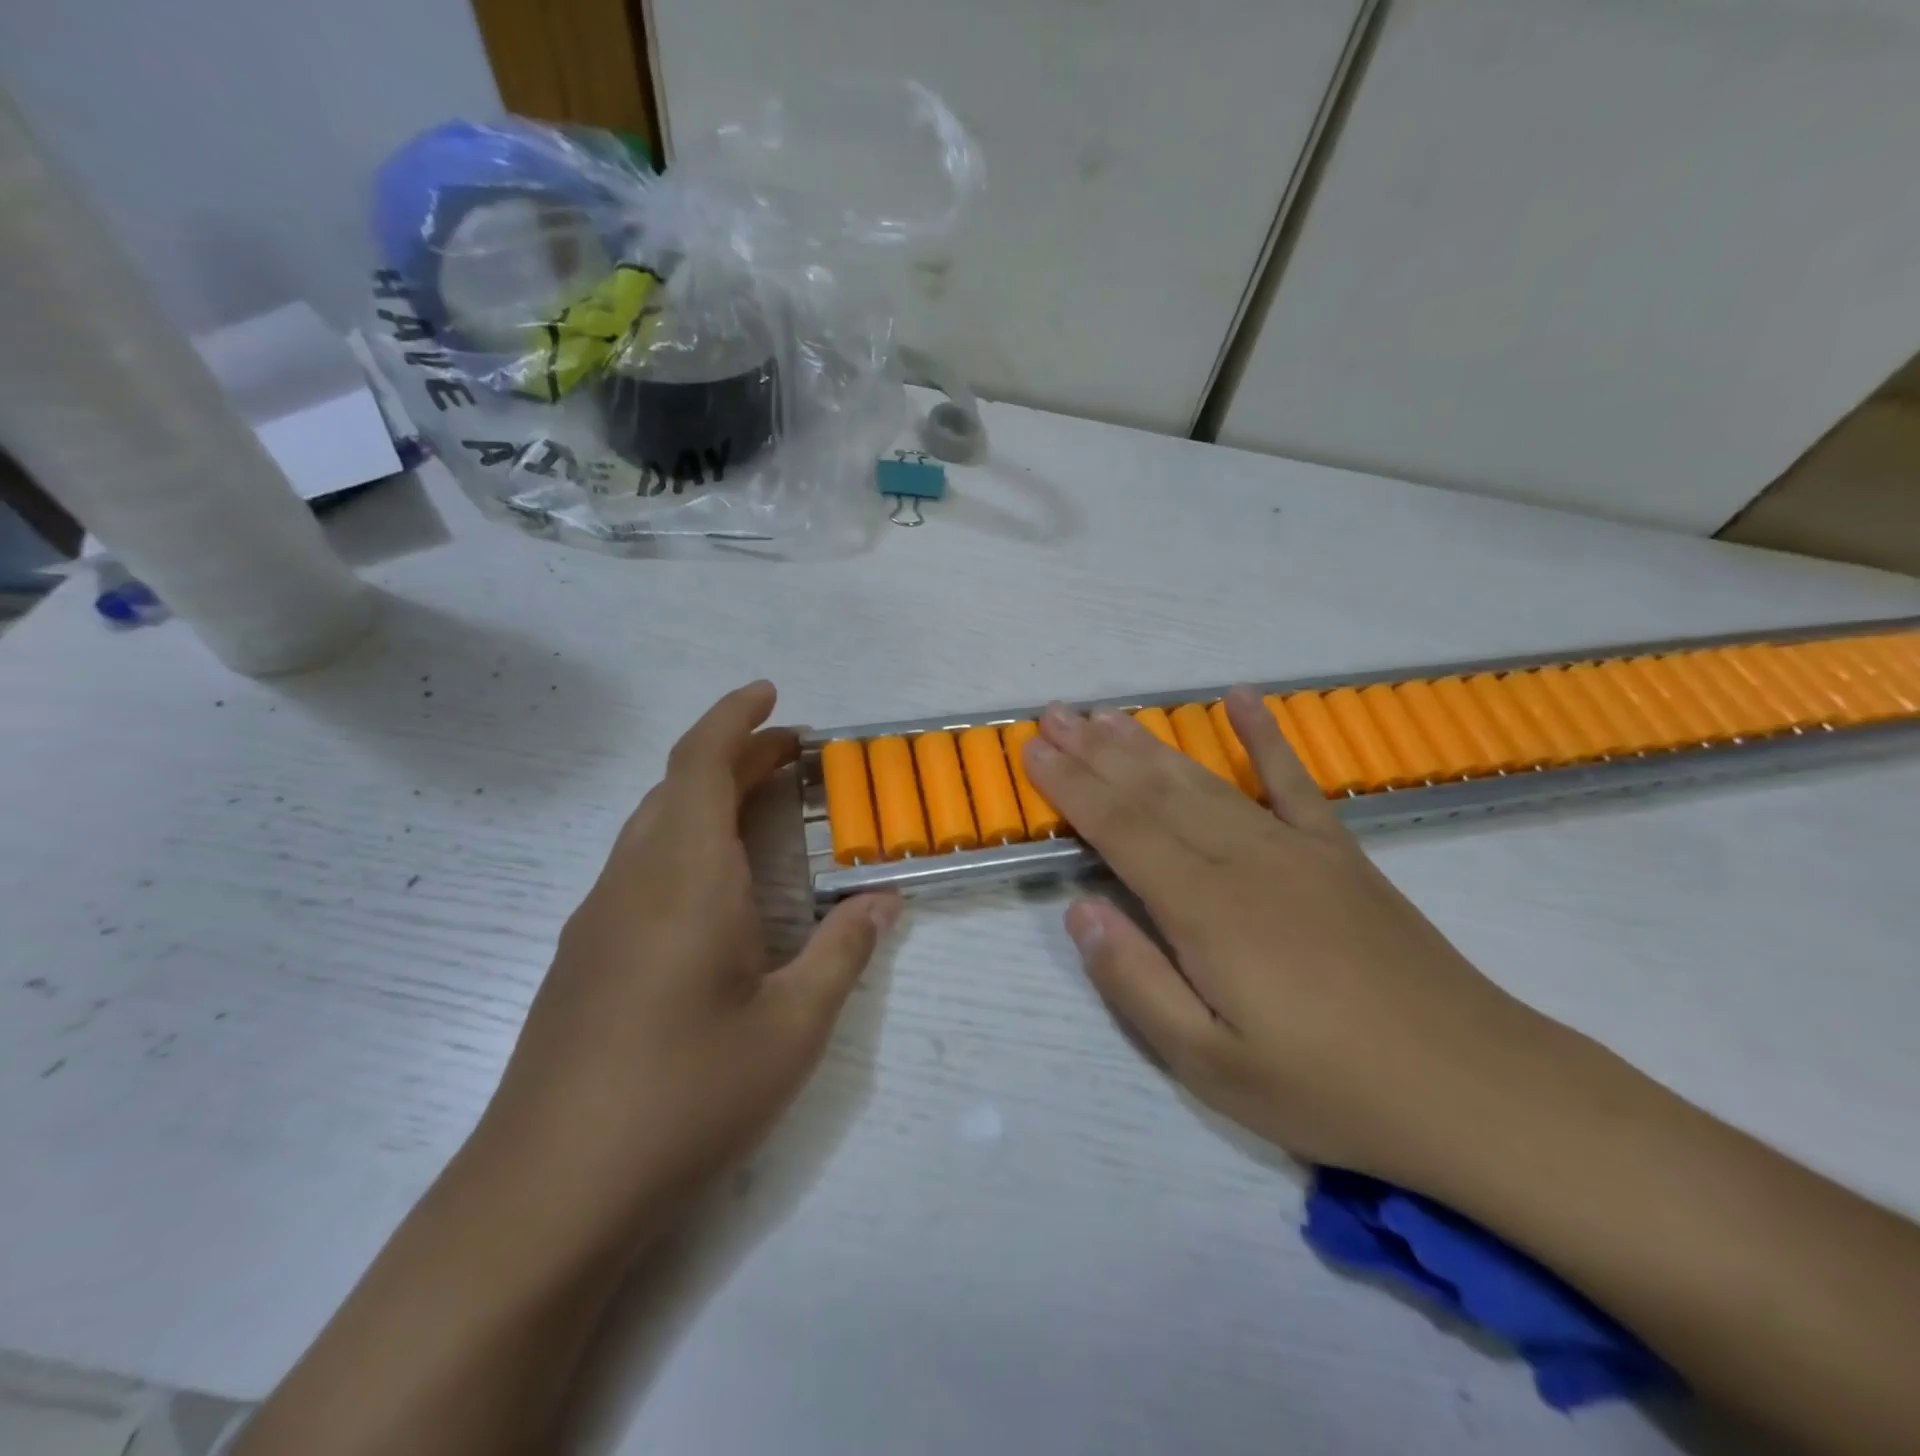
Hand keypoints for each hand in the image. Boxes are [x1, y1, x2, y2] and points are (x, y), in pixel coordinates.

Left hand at [475, 681, 899, 1257]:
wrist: (547, 1194)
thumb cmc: (685, 1096)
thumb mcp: (791, 1028)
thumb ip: (842, 953)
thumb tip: (886, 901)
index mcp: (685, 879)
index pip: (699, 764)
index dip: (734, 719)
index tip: (772, 694)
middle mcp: (633, 882)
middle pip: (678, 788)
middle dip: (735, 756)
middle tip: (793, 758)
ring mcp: (597, 921)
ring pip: (653, 827)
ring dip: (707, 799)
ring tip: (762, 810)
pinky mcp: (581, 959)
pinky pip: (638, 868)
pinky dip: (684, 844)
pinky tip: (714, 892)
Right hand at [1023, 690, 1550, 1189]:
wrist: (1475, 1088)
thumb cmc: (1328, 1088)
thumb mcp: (1211, 1065)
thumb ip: (1136, 982)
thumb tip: (1079, 910)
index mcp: (1206, 909)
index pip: (1120, 829)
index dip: (1071, 786)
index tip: (1033, 751)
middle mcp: (1244, 859)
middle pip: (1153, 792)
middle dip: (1095, 751)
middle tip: (1053, 714)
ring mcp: (1296, 848)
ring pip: (1204, 780)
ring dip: (1149, 744)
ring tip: (1106, 714)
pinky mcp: (1339, 853)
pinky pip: (1293, 780)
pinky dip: (1264, 735)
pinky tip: (1240, 697)